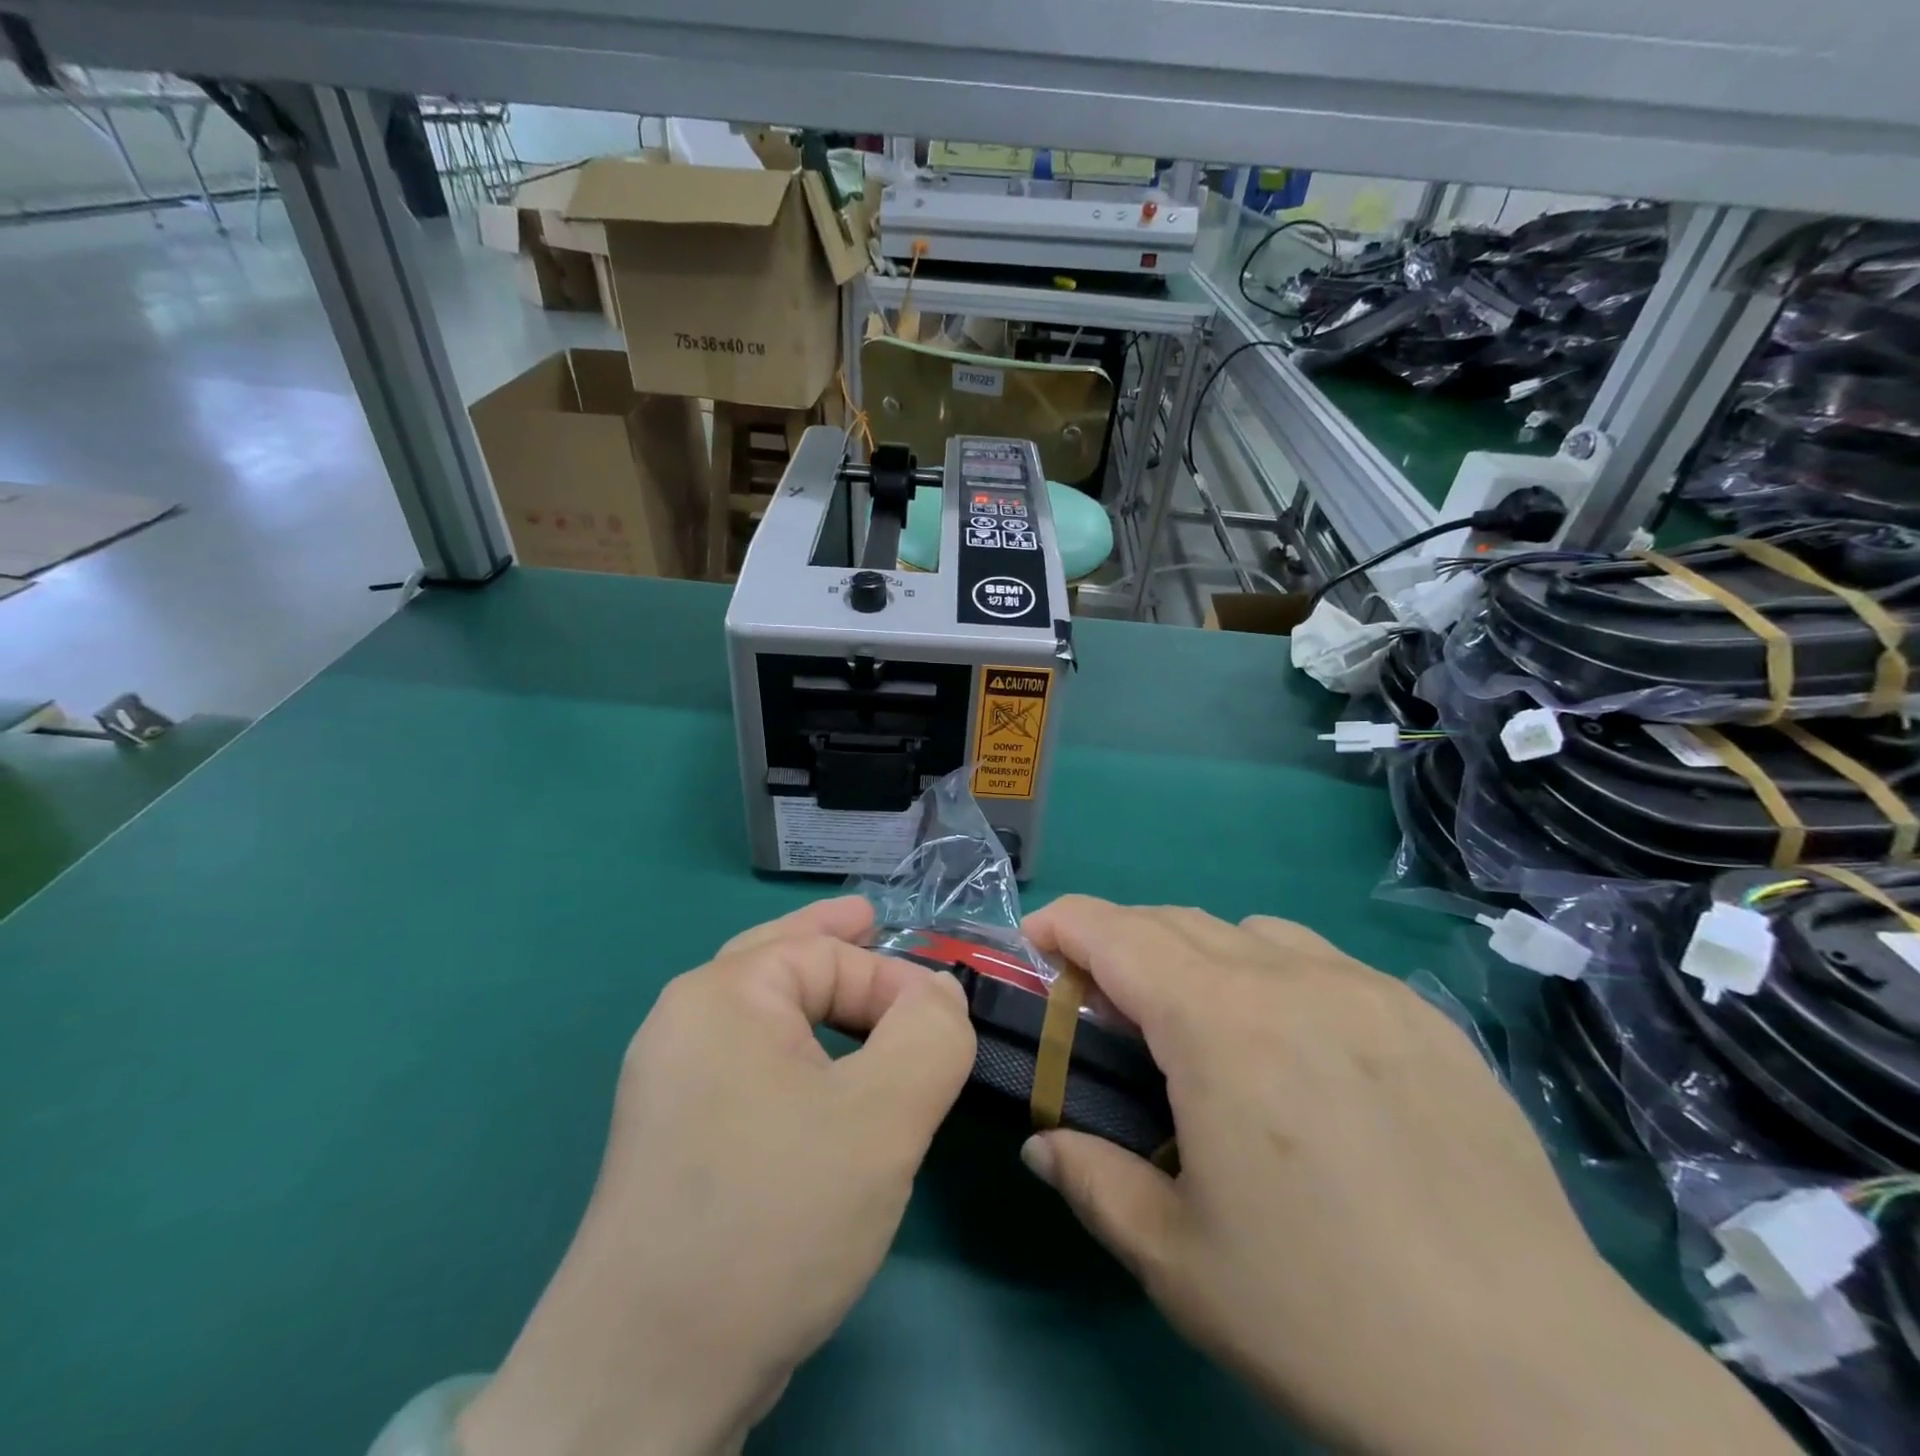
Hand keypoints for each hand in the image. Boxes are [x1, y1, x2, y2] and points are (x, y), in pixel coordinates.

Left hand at [458, 897, 975, 1455]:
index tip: (949, 1034)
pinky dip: (799, 1052)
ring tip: (855, 985)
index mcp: (721, 997)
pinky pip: (754, 1067)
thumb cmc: (772, 1217)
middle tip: (873, 919)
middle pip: (778, 959)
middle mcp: (686, 1027)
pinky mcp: (679, 1141)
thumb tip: (940, 995)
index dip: (898, 984)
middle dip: (832, 941)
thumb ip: (930, 1035)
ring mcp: (673, 1087)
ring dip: (817, 999)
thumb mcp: (882, 1116)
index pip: (830, 955)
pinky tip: (824, 1073)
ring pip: (766, 1017)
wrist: (644, 1382)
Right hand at [1019, 898, 1791, 1455]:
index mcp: (1216, 1025)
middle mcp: (1286, 979)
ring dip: (1198, 953)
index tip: (1035, 942)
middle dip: (1121, 941)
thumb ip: (1092, 1180)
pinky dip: (1273, 971)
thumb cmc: (1326, 1316)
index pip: (1114, 932)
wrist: (1537, 1384)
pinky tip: (1295, 1045)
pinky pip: (1320, 959)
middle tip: (1104, 1001)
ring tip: (1200, 1021)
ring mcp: (1364, 988)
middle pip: (1174, 921)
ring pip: (1248, 930)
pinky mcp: (1424, 1014)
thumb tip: (1040, 1142)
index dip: (1063, 923)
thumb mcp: (1176, 1260)